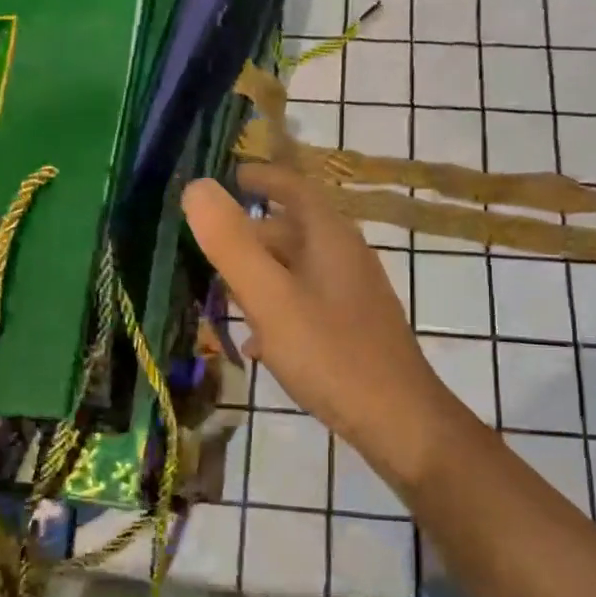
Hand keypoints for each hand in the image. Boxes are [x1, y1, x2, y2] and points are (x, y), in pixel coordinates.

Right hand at [183, 163, 477, 490]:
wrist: (398, 421)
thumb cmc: (331, 354)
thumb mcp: (271, 298)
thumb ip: (231, 244)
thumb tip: (196, 187)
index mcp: (330, 238)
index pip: (294, 188)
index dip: (261, 178)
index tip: (229, 175)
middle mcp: (345, 257)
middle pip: (292, 231)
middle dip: (249, 234)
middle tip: (206, 245)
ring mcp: (352, 295)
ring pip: (297, 270)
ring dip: (260, 274)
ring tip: (221, 292)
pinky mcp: (353, 328)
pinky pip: (306, 304)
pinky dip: (277, 310)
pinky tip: (256, 343)